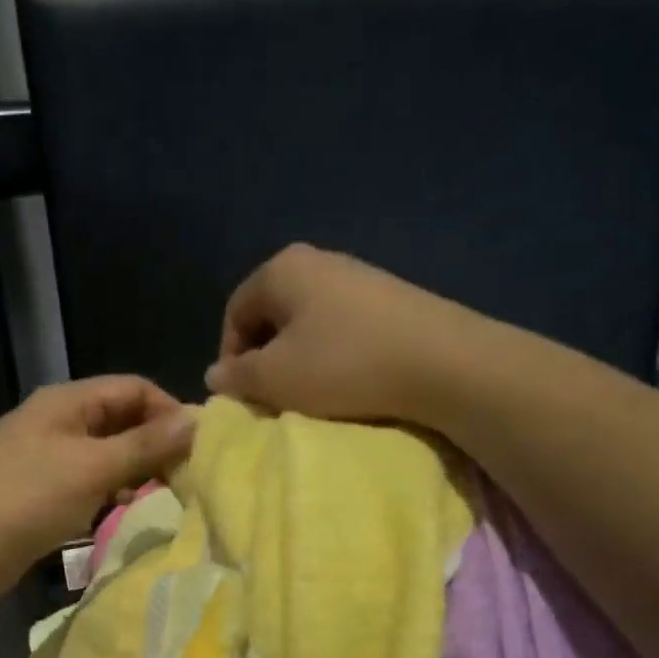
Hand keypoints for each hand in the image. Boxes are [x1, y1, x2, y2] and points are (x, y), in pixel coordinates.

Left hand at [0, 377, 195, 600]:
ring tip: (163, 499)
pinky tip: (126, 514)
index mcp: (67, 401)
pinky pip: (88, 483)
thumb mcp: (92, 468)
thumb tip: (198, 420)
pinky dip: (111, 494)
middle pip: (121, 421)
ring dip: (135, 473)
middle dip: (155, 445)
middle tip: (186, 478)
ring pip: (106, 455)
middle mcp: (57, 422)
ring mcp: (46, 458)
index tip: (198, 447)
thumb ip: (145, 445)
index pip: (133, 388)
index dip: (169, 411)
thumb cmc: (27, 498)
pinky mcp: (40, 492)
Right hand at [203, 244, 480, 425]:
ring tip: (311, 395)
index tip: (241, 394)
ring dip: (300, 361)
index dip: (230, 356)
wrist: (443, 363)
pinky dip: (334, 357)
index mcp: (282, 268)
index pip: (235, 312)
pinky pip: (343, 329)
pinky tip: (347, 382)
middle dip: (266, 358)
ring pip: (309, 324)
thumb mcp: (276, 378)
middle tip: (273, 397)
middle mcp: (318, 260)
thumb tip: (215, 374)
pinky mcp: (392, 299)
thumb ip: (237, 376)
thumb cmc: (343, 365)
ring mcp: (359, 277)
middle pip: (272, 315)